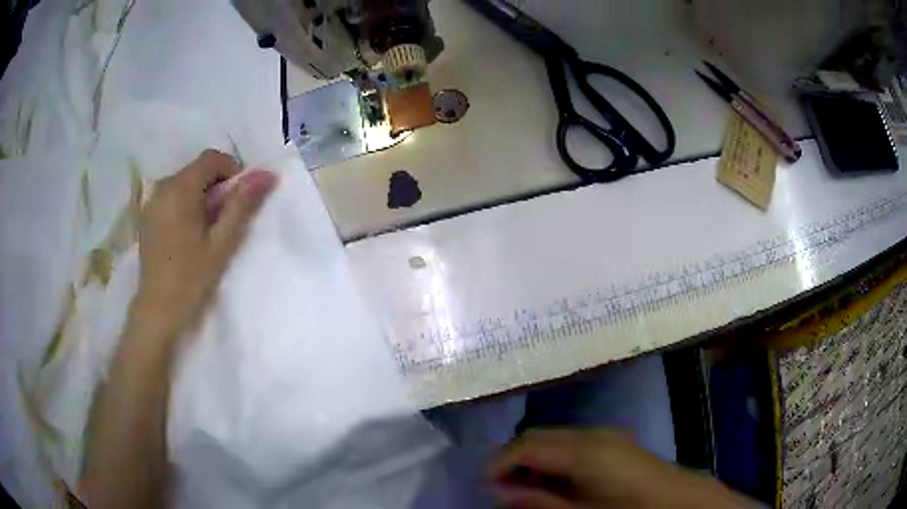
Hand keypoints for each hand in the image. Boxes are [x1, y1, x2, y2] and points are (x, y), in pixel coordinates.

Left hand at [135, 149, 276, 335]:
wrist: (157, 310)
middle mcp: (163, 187)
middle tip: (225, 220)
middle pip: (198, 169)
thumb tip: (267, 174)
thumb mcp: (221, 243)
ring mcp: (152, 201)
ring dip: (202, 195)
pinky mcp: (147, 215)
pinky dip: (187, 204)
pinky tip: (189, 234)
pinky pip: (173, 196)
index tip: (240, 200)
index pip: (212, 158)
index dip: (232, 171)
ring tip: (208, 229)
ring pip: (185, 182)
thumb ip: (241, 205)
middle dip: (217, 186)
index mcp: (180, 189)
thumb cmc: (191, 279)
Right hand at [487, 430, 751, 508]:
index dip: (499, 463)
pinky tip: (553, 481)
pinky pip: (572, 445)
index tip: (484, 485)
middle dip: (512, 459)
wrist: (679, 502)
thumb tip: (498, 490)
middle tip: (499, 487)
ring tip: (522, 487)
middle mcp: (592, 434)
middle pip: (538, 436)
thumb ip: (537, 500)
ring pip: (554, 439)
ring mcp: (606, 435)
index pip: (526, 445)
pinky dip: (554, 460)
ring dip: (533, 459)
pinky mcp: (615, 443)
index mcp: (583, 450)